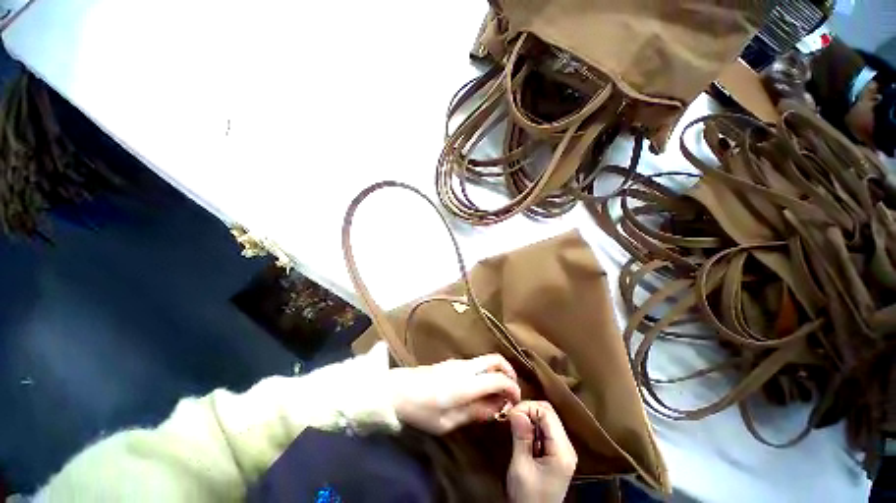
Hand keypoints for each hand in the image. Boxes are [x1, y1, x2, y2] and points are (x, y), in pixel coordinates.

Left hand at [388, 354, 520, 434]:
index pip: (500, 380)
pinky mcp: (446, 364)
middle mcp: (464, 368)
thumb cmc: (417, 411)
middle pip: (496, 361)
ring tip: (493, 395)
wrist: (387, 392)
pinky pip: (474, 364)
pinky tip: (476, 391)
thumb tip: (496, 410)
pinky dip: (483, 373)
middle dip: (509, 374)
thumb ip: (473, 414)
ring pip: (485, 361)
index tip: (515, 402)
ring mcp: (454, 363)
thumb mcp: (446, 422)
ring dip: (496, 374)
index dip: (513, 390)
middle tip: (509, 393)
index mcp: (465, 384)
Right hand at [507, 401, 576, 502]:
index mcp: (562, 449)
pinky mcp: (558, 458)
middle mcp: (568, 447)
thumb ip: (521, 439)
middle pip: (552, 418)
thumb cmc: (527, 494)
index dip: (529, 408)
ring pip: (549, 426)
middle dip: (530, 413)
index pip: (549, 415)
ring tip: (512, 427)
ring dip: (531, 423)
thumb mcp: (520, 467)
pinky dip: (534, 434)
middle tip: (508, 419)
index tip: (508, 413)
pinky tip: (521, 437)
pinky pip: (548, 438)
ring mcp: (565, 453)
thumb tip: (517, 412)